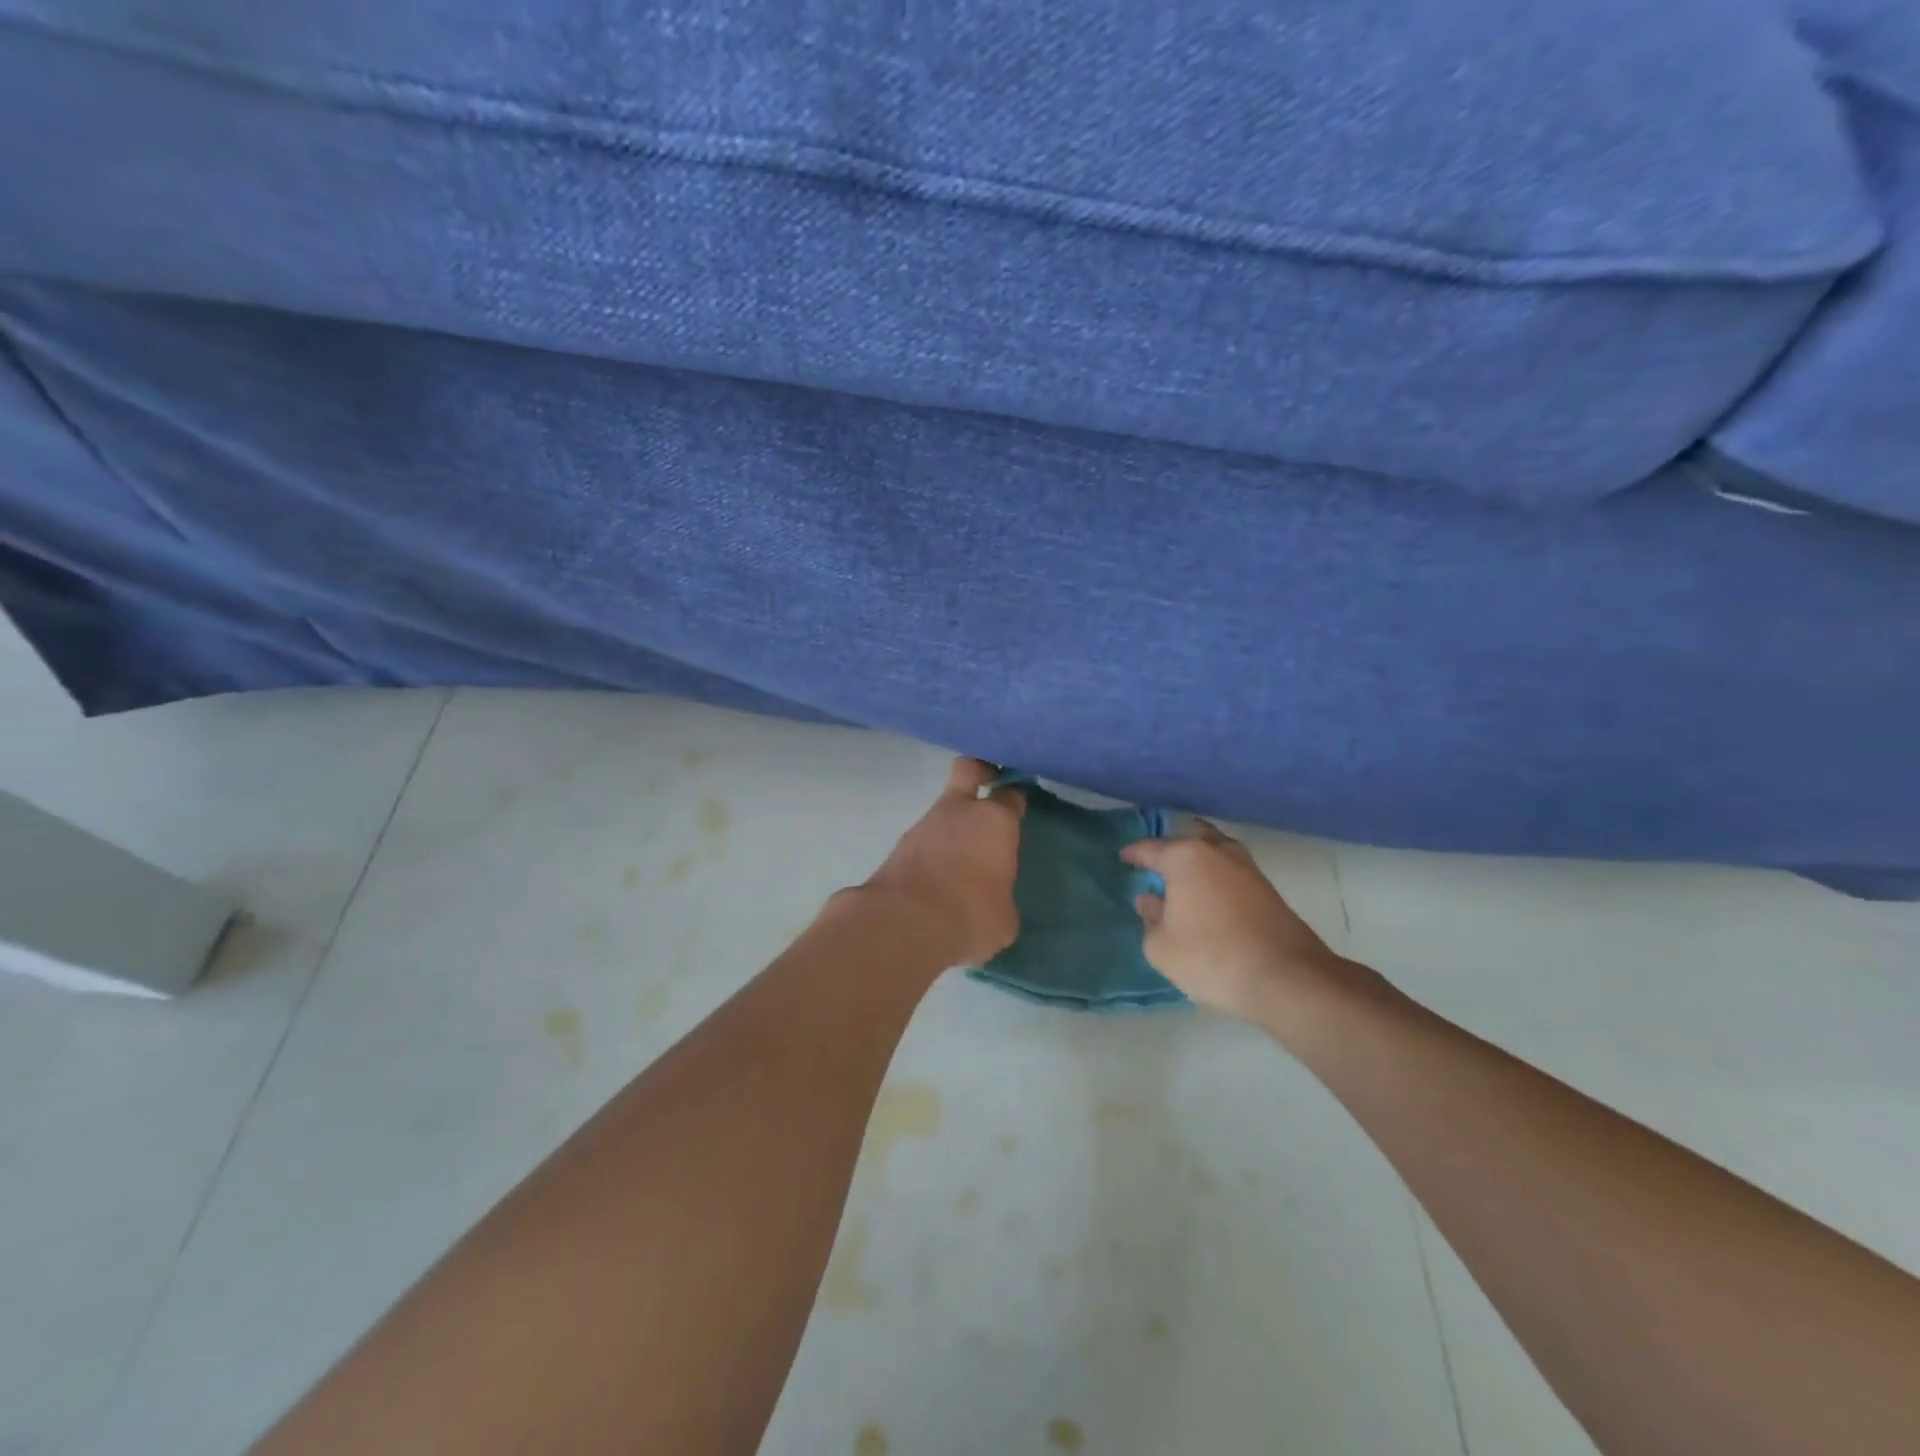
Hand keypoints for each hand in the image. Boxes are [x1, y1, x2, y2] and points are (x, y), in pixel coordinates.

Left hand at [861, 758, 1025, 966]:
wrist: (903, 924)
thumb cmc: (970, 916)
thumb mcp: (1004, 918)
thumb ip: (1002, 898)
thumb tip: (994, 901)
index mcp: (996, 821)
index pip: (1011, 794)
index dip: (1015, 797)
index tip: (1019, 806)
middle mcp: (960, 811)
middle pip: (969, 768)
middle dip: (980, 770)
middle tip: (991, 783)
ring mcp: (925, 824)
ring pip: (944, 809)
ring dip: (953, 824)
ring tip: (963, 859)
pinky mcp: (899, 846)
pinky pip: (925, 839)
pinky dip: (933, 851)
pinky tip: (939, 877)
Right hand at [1122, 820, 1347, 1020]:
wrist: (1286, 979)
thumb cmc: (1211, 957)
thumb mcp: (1161, 946)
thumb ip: (1151, 919)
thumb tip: (1150, 901)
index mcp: (1185, 858)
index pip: (1151, 848)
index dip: (1134, 854)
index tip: (1123, 857)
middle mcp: (1217, 852)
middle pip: (1191, 835)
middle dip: (1174, 843)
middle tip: (1158, 858)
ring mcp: (1248, 869)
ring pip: (1217, 850)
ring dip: (1200, 857)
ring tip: (1185, 875)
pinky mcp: (1268, 890)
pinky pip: (1232, 871)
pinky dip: (1218, 875)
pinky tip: (1210, 893)